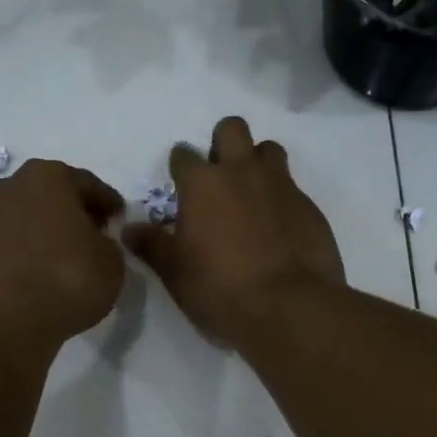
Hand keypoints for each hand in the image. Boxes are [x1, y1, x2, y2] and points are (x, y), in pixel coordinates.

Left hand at [0, 159, 126, 352]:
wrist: (7, 321)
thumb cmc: (68, 277)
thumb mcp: (112, 260)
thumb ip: (107, 242)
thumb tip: (94, 242)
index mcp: (48, 176)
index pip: (88, 185)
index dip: (108, 204)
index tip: (120, 219)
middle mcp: (11, 186)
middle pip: (52, 195)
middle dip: (74, 212)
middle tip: (95, 235)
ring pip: (28, 217)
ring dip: (47, 231)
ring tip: (67, 256)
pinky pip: (11, 242)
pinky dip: (28, 251)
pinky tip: (43, 271)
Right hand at [124, 116, 344, 345]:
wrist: (289, 307)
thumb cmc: (220, 288)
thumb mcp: (175, 272)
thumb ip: (151, 245)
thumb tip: (127, 228)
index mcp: (202, 184)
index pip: (183, 154)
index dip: (180, 168)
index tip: (180, 186)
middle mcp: (241, 172)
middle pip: (232, 129)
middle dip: (223, 143)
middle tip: (219, 177)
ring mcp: (280, 185)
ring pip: (268, 149)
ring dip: (257, 162)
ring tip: (252, 195)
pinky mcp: (309, 205)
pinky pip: (292, 186)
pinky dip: (281, 198)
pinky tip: (278, 227)